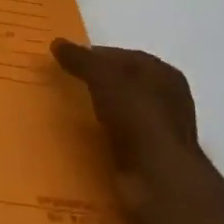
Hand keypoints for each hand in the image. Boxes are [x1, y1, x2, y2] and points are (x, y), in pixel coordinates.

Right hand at [53, 41, 206, 223]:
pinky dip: (102, 139)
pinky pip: (118, 141)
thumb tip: (57, 43)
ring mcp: (159, 133)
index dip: (96, 56)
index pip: (124, 56)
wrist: (158, 180)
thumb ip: (81, 59)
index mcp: (163, 74)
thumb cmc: (137, 116)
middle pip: (123, 85)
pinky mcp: (148, 160)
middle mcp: (166, 101)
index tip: (67, 61)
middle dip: (95, 84)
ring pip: (120, 113)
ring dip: (98, 113)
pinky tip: (80, 141)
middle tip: (64, 86)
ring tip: (66, 114)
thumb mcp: (103, 77)